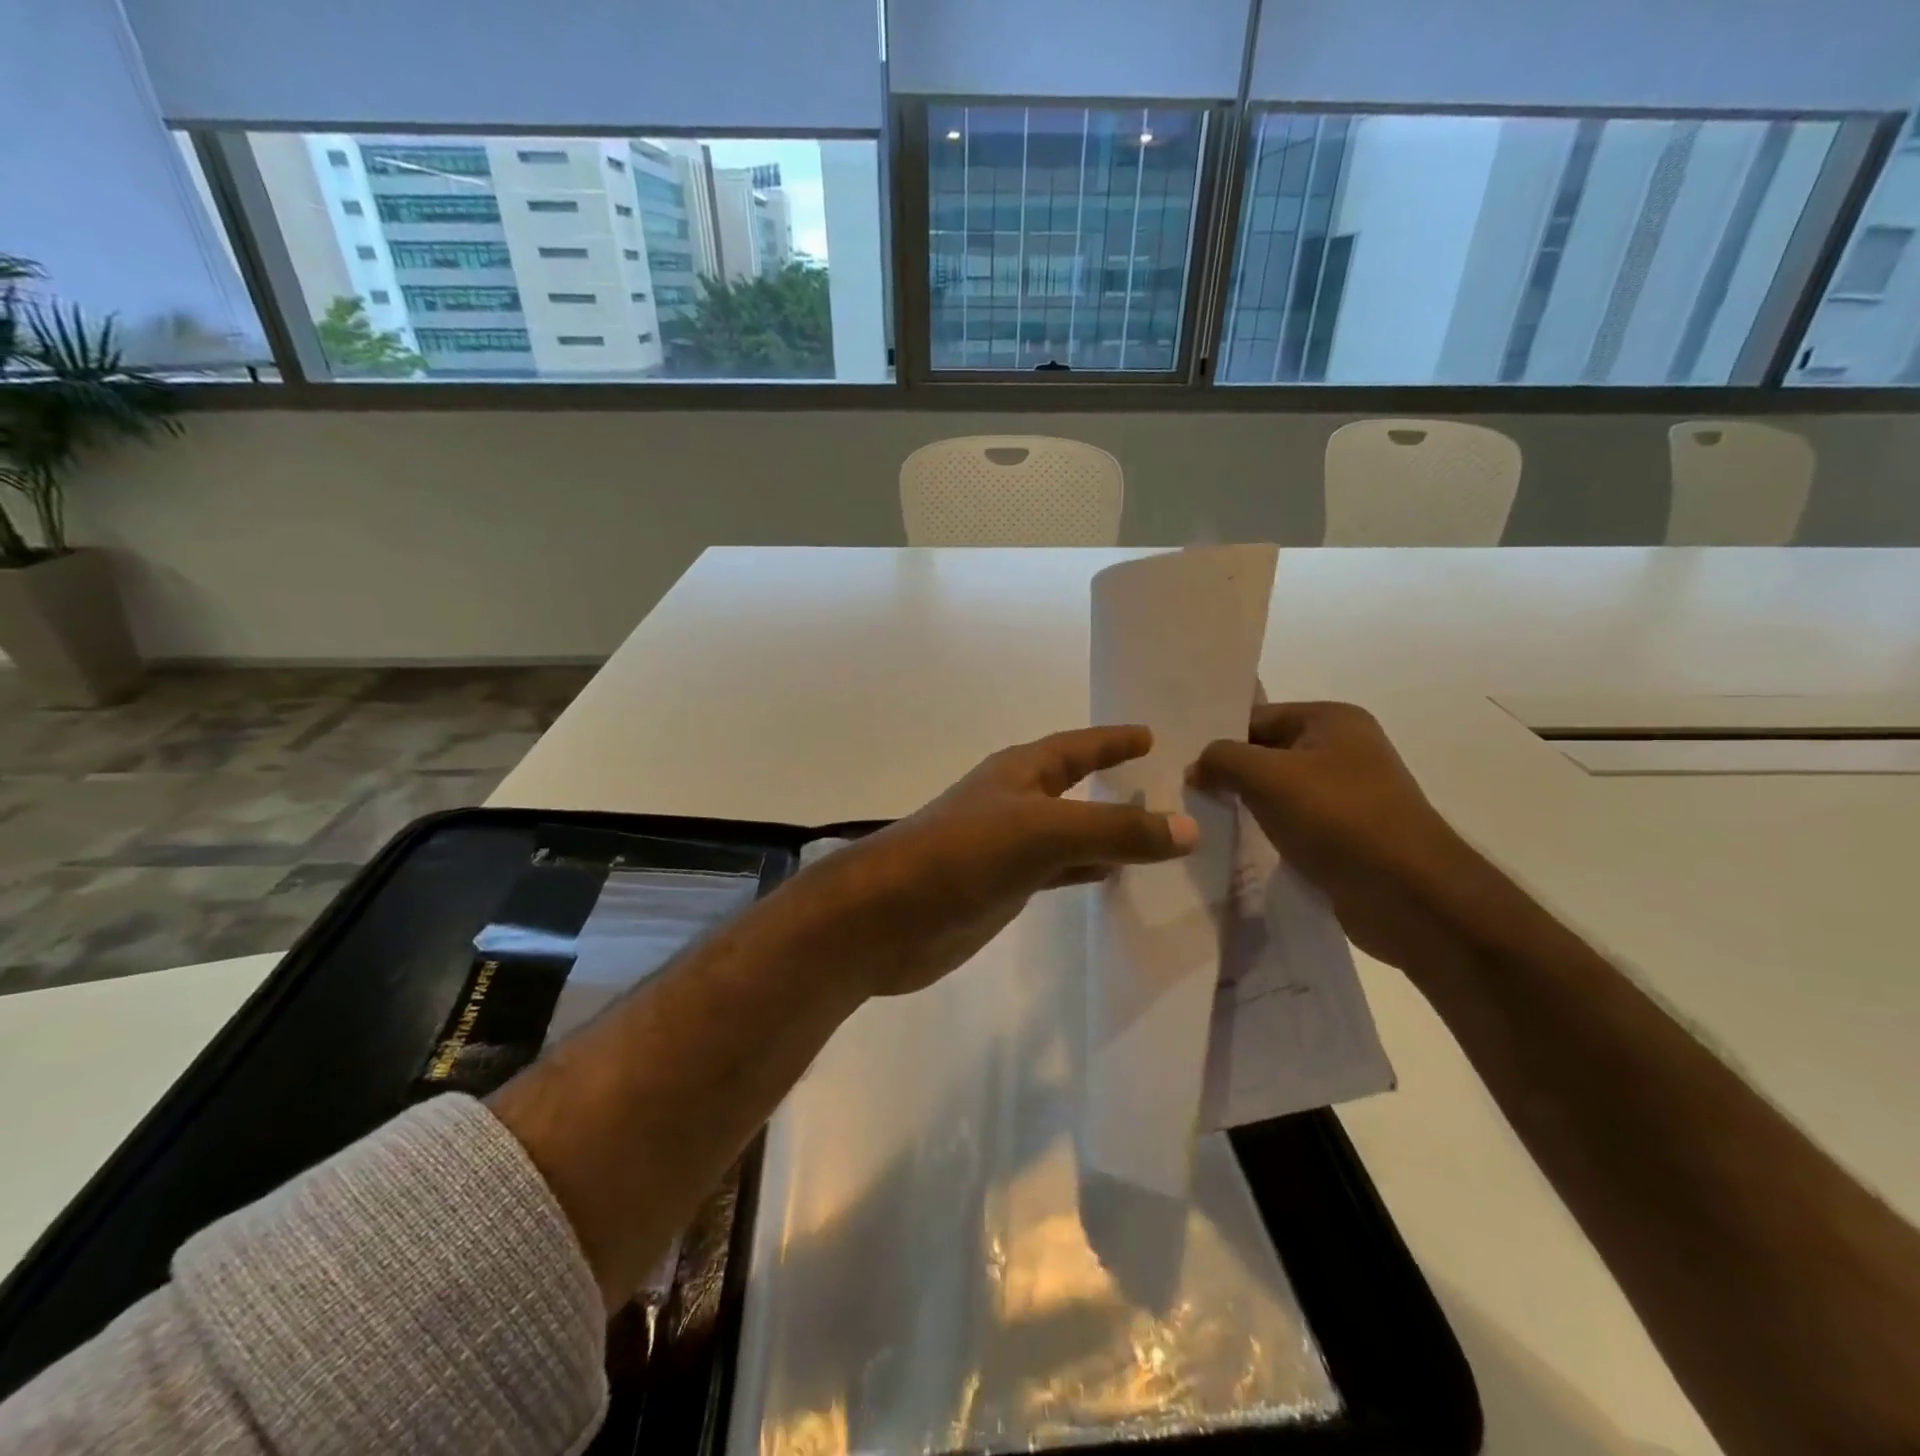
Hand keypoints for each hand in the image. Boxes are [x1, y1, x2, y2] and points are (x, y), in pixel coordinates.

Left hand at [785, 726, 1197, 997]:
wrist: (886, 917)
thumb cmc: (961, 855)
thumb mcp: (1043, 832)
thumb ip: (1115, 829)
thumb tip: (1189, 827)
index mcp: (1019, 773)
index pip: (1075, 746)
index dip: (1112, 740)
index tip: (1151, 736)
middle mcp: (1013, 803)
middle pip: (1073, 786)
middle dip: (1112, 783)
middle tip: (1165, 785)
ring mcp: (1004, 848)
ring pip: (1069, 833)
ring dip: (1105, 832)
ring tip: (1155, 836)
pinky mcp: (999, 889)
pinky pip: (1056, 871)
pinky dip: (1085, 870)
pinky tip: (1111, 879)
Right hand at [1190, 702, 1474, 972]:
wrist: (1408, 895)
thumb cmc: (1337, 818)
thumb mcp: (1267, 777)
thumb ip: (1223, 759)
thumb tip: (1196, 767)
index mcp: (1332, 720)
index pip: (1257, 717)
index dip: (1219, 739)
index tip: (1181, 765)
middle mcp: (1344, 749)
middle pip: (1266, 753)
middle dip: (1229, 774)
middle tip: (1184, 793)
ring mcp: (1348, 794)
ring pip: (1277, 791)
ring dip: (1246, 805)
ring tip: (1204, 820)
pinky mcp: (1346, 834)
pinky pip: (1293, 822)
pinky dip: (1267, 831)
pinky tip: (1237, 844)